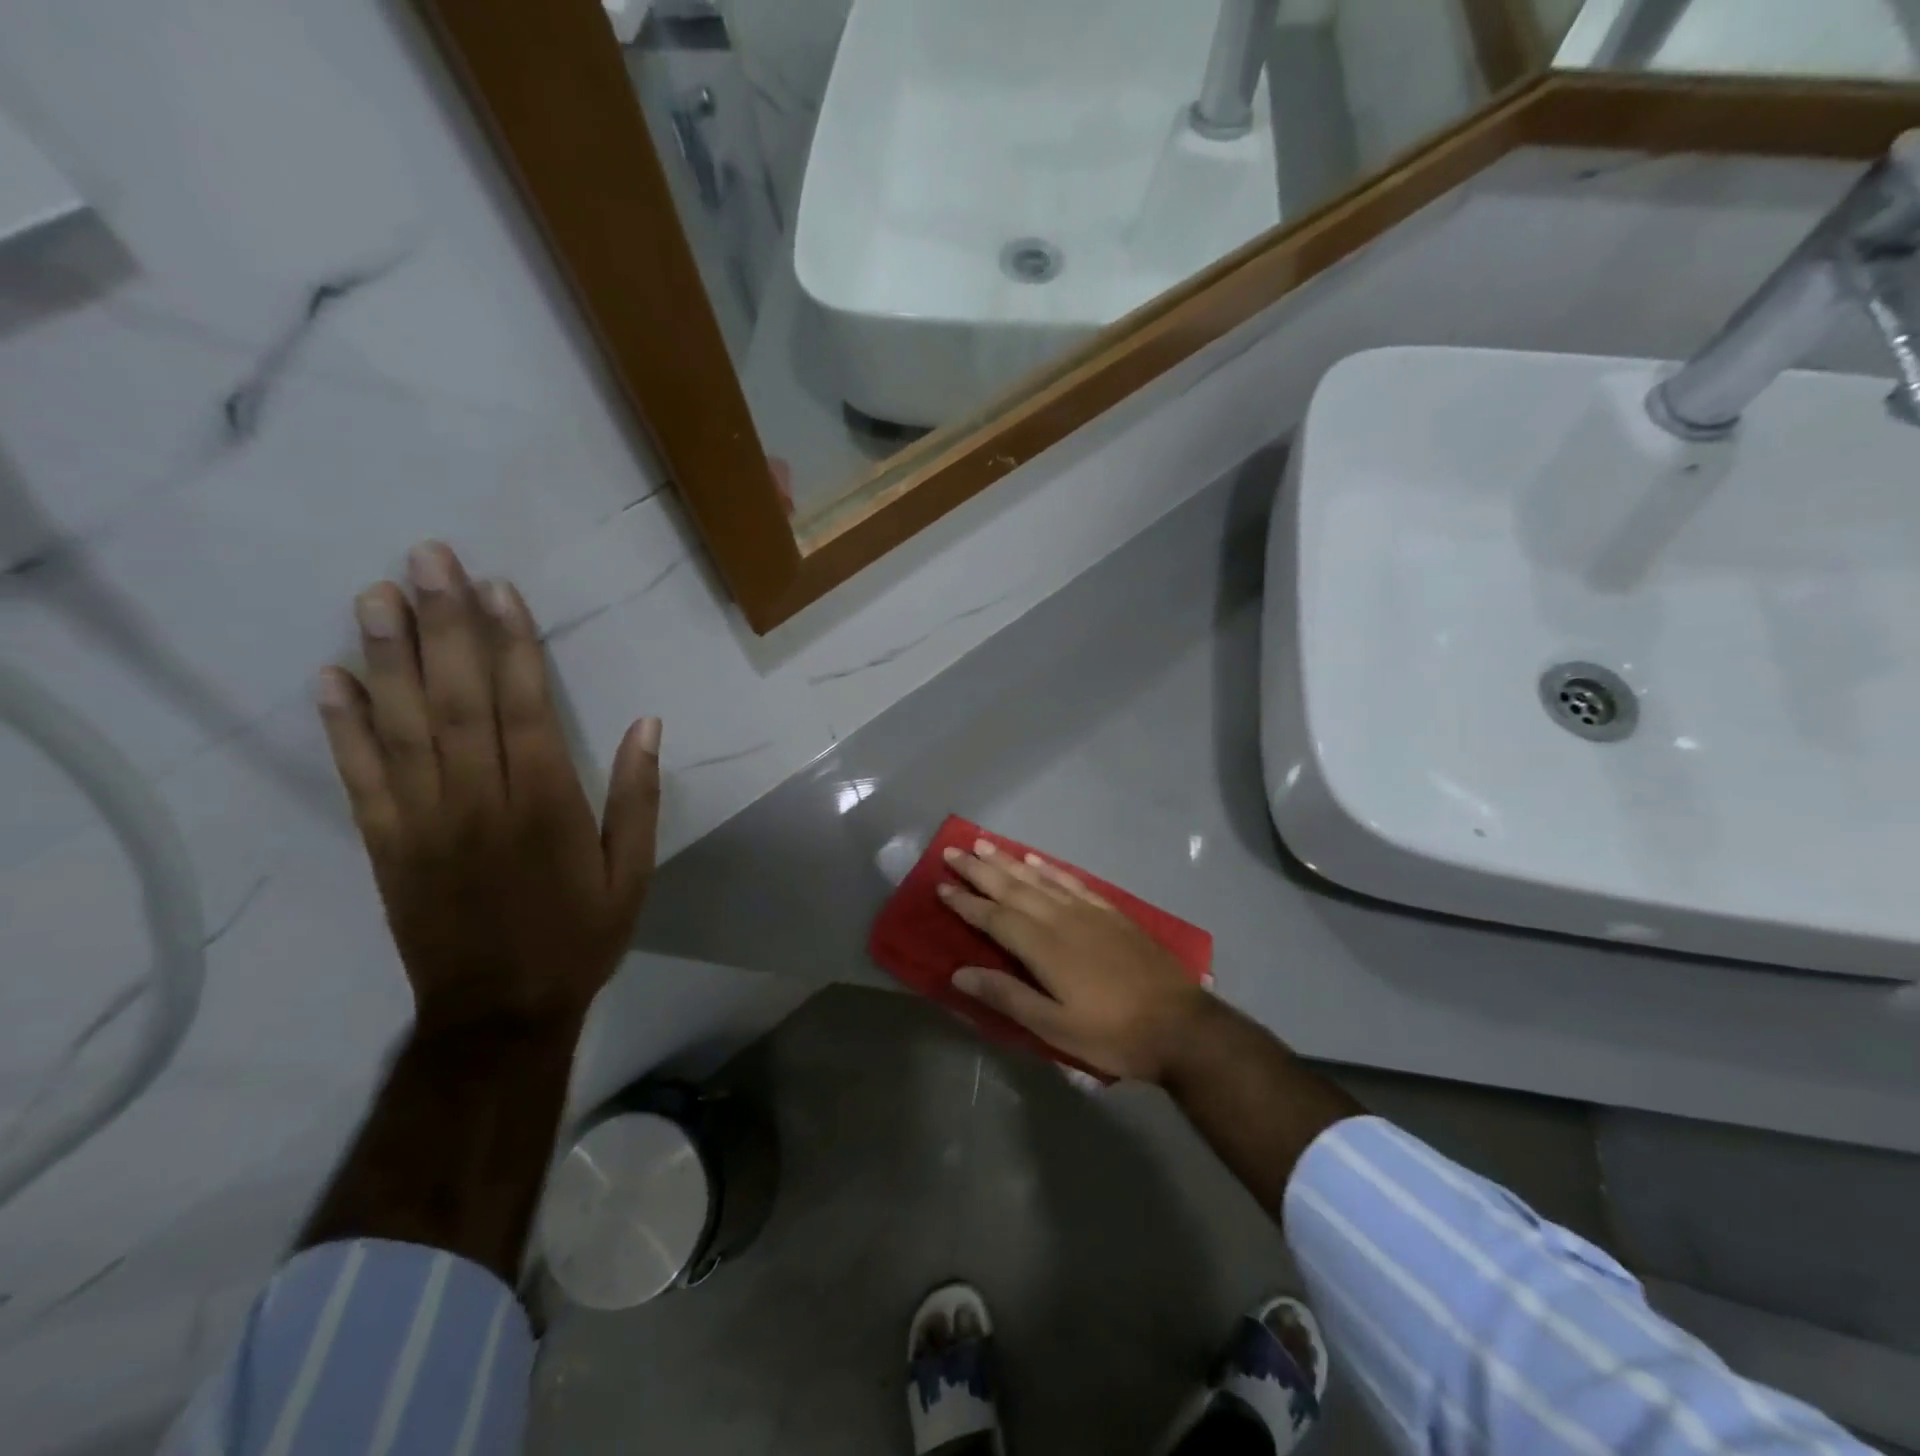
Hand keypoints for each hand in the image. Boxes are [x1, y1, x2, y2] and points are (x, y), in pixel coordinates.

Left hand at [316, 541, 660, 1033]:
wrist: (499, 1013)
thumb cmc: (580, 937)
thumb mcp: (633, 873)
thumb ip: (638, 796)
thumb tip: (647, 724)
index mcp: (547, 807)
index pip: (525, 709)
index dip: (512, 646)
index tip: (497, 589)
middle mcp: (480, 802)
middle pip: (458, 701)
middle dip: (444, 626)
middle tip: (427, 559)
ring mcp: (423, 822)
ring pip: (403, 727)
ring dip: (389, 657)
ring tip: (377, 595)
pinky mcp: (385, 845)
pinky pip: (360, 778)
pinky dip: (343, 727)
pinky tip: (330, 678)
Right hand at [938, 840, 1215, 1082]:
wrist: (1180, 1025)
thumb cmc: (1112, 1033)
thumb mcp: (1055, 1027)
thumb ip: (1007, 996)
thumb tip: (959, 973)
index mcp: (1044, 947)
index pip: (994, 917)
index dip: (966, 902)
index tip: (940, 886)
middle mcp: (1061, 918)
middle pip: (1012, 888)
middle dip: (980, 869)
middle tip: (953, 851)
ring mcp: (1088, 911)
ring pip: (1039, 878)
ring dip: (1008, 861)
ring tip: (984, 844)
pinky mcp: (1110, 912)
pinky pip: (1071, 881)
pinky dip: (1049, 868)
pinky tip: (1036, 861)